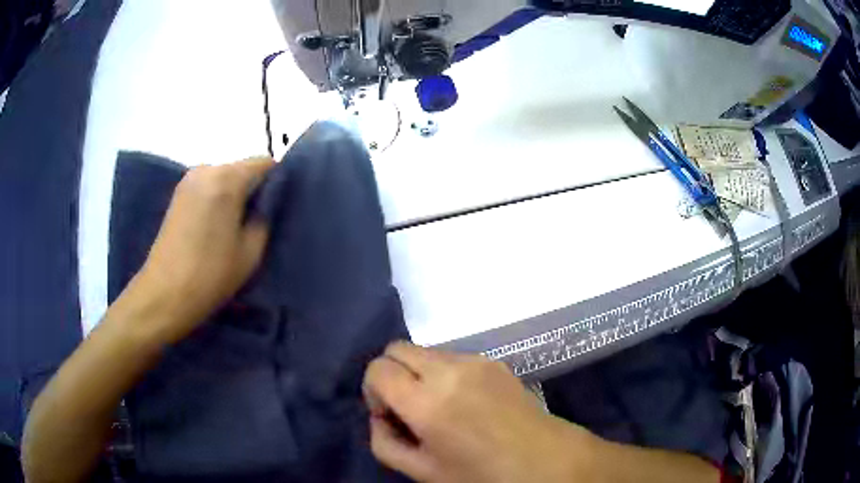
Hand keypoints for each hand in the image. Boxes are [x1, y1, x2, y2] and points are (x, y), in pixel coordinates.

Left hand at [131, 156, 274, 343]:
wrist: (165, 293)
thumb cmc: (211, 274)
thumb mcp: (251, 251)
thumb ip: (264, 218)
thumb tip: (266, 203)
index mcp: (227, 178)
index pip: (265, 163)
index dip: (277, 181)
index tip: (279, 206)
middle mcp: (207, 169)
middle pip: (242, 168)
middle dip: (254, 188)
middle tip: (259, 220)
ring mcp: (189, 180)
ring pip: (225, 178)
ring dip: (235, 195)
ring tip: (236, 226)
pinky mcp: (178, 194)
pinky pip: (208, 187)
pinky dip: (218, 199)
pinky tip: (217, 226)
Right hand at [363, 342, 598, 482]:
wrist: (544, 460)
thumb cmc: (481, 475)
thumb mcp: (421, 472)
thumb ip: (384, 443)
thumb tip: (380, 416)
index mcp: (427, 402)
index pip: (377, 368)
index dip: (373, 390)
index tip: (389, 414)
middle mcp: (449, 370)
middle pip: (397, 348)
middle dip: (392, 374)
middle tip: (408, 408)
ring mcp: (475, 360)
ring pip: (425, 350)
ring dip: (419, 373)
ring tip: (440, 406)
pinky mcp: (494, 360)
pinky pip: (453, 356)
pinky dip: (444, 373)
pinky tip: (465, 402)